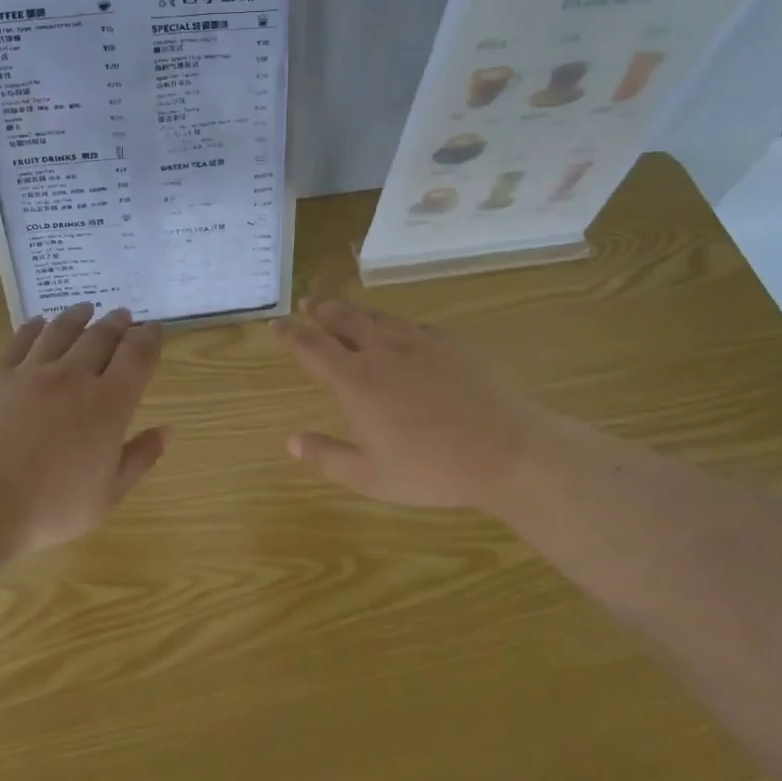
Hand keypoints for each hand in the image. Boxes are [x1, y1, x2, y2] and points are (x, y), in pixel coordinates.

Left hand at [0, 303, 167, 555]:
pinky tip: (38, 323)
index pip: (137, 357)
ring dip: (78, 317)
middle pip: (100, 337)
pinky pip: (19, 342)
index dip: (149, 338)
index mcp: (109, 404)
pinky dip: (33, 328)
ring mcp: (31, 373)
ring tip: (86, 308)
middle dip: (117, 323)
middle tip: (123, 314)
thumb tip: (168, 431)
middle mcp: (73, 377)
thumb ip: (140, 458)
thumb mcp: (107, 495)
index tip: (154, 328)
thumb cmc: (50, 508)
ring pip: (60, 331)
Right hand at [272, 299, 548, 510]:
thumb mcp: (372, 477)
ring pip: (376, 315)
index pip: (312, 347)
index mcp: (356, 381)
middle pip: (342, 318)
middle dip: (320, 309)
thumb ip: (327, 457)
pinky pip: (411, 324)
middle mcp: (382, 350)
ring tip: (343, 309)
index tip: (276, 325)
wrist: (506, 449)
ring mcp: (419, 340)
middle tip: (308, 303)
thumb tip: (291, 441)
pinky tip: (397, 331)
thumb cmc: (433, 470)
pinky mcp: (450, 341)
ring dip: (354, 310)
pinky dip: (392, 323)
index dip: (290, 334)